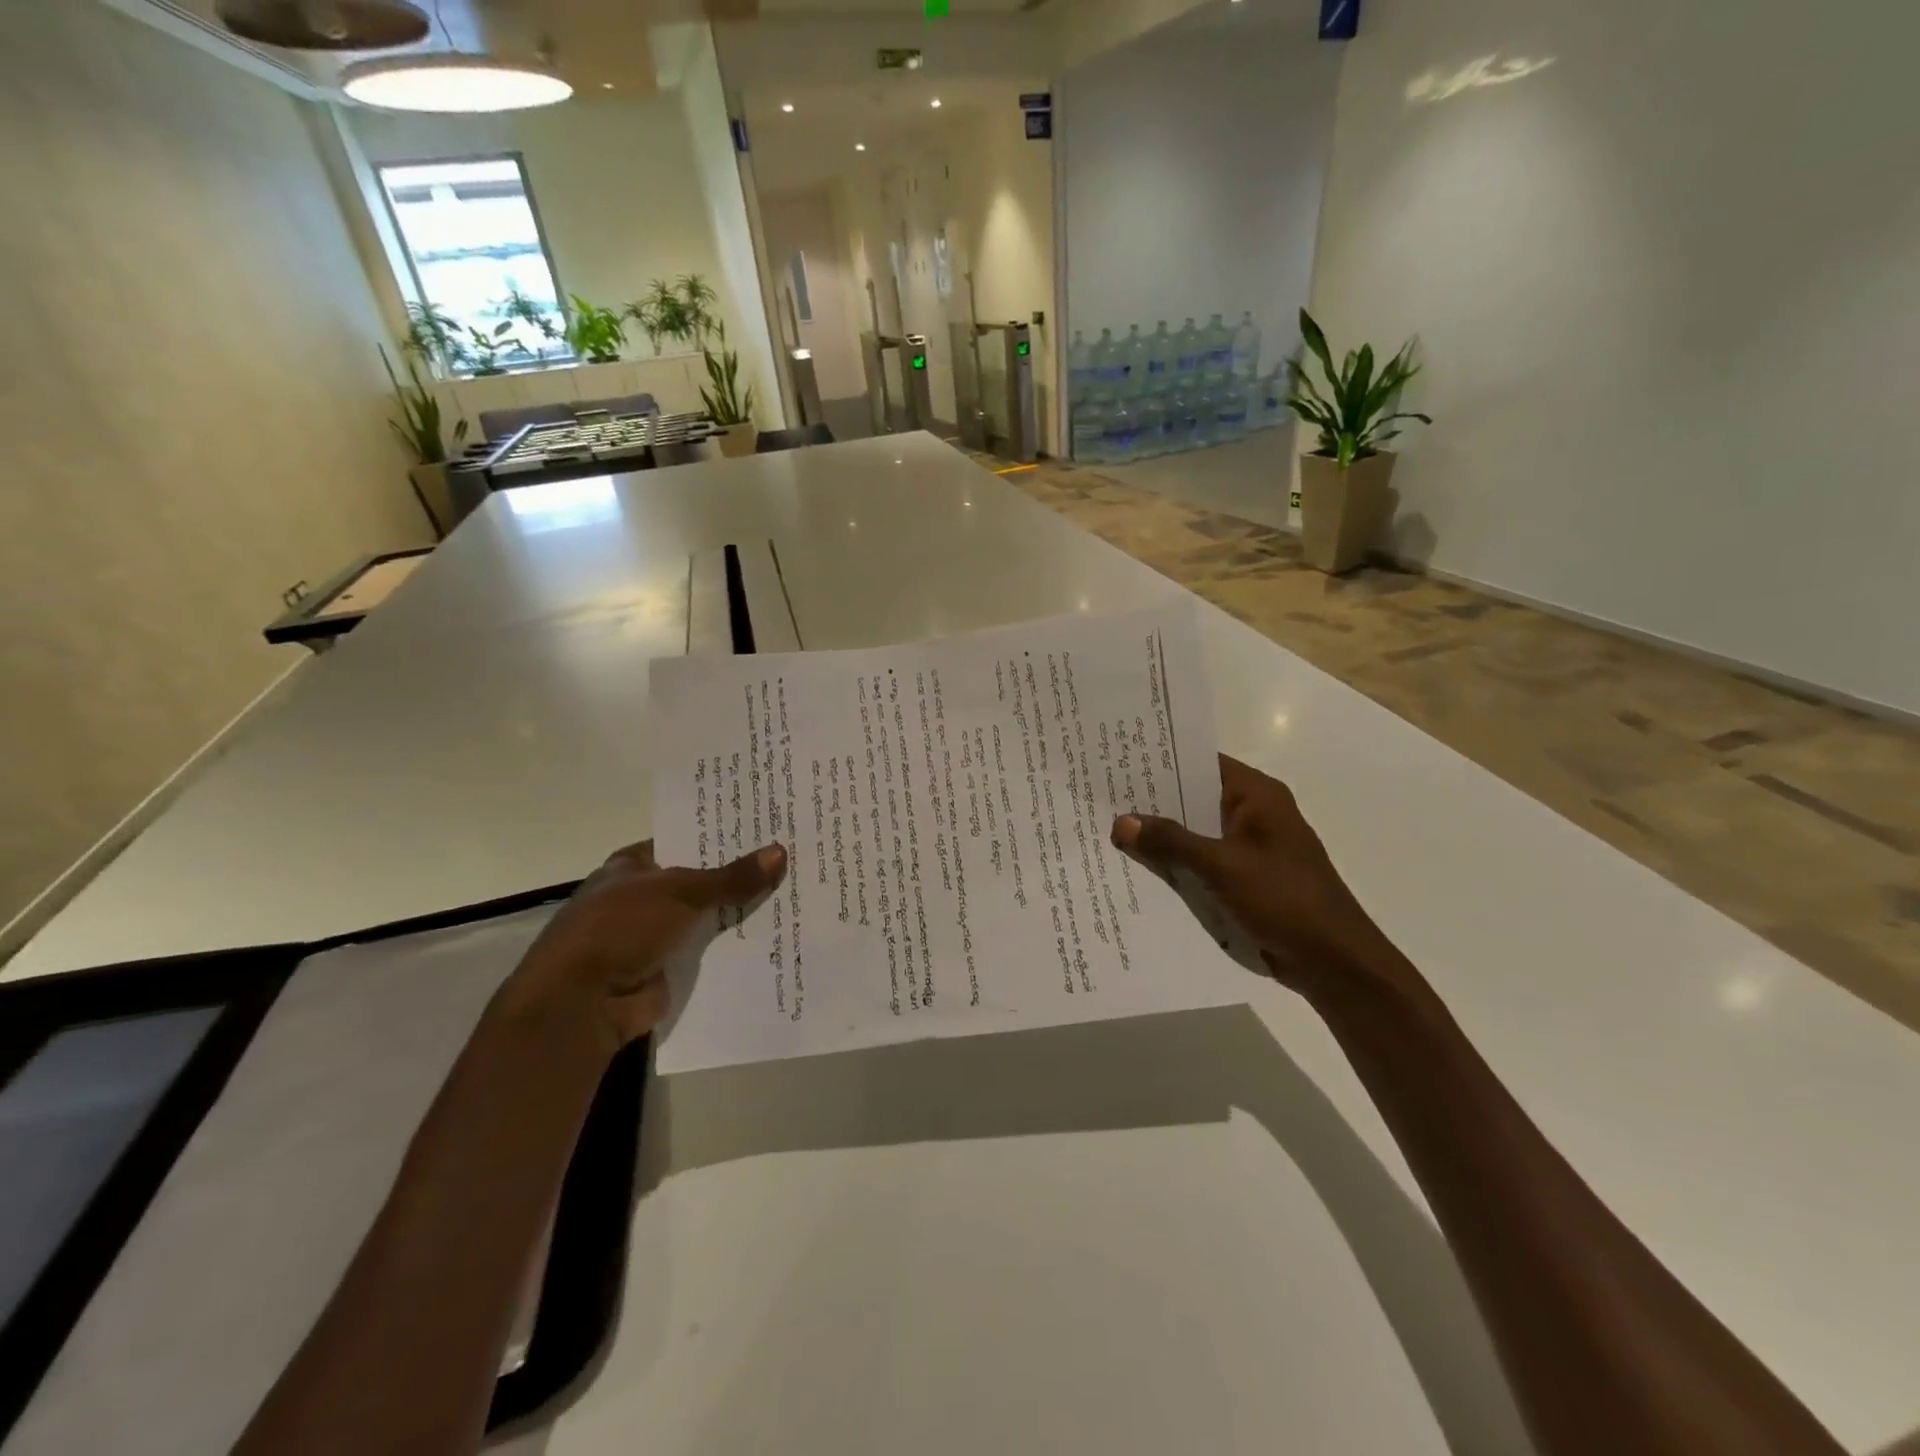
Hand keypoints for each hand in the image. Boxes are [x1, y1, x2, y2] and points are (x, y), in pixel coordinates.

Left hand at [505, 840, 787, 1054]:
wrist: (583, 1002)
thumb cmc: (621, 928)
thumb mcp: (680, 892)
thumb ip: (731, 877)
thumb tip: (780, 852)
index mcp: (634, 866)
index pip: (685, 841)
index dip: (722, 836)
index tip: (766, 829)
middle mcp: (643, 896)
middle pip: (701, 880)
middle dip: (739, 875)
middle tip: (791, 858)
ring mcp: (655, 935)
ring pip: (708, 917)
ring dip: (741, 911)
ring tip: (794, 894)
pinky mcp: (668, 969)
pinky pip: (710, 952)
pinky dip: (735, 946)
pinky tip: (776, 935)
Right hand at [1111, 756, 1408, 1001]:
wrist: (1333, 962)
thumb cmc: (1284, 899)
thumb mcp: (1221, 865)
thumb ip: (1170, 841)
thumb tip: (1121, 821)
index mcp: (1256, 796)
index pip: (1201, 763)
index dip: (1161, 760)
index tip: (1117, 760)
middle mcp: (1253, 814)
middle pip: (1193, 798)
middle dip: (1152, 801)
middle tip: (1100, 796)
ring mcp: (1248, 849)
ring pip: (1194, 833)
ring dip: (1161, 836)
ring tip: (1107, 828)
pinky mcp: (1244, 880)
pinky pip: (1201, 862)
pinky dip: (1175, 864)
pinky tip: (1137, 868)